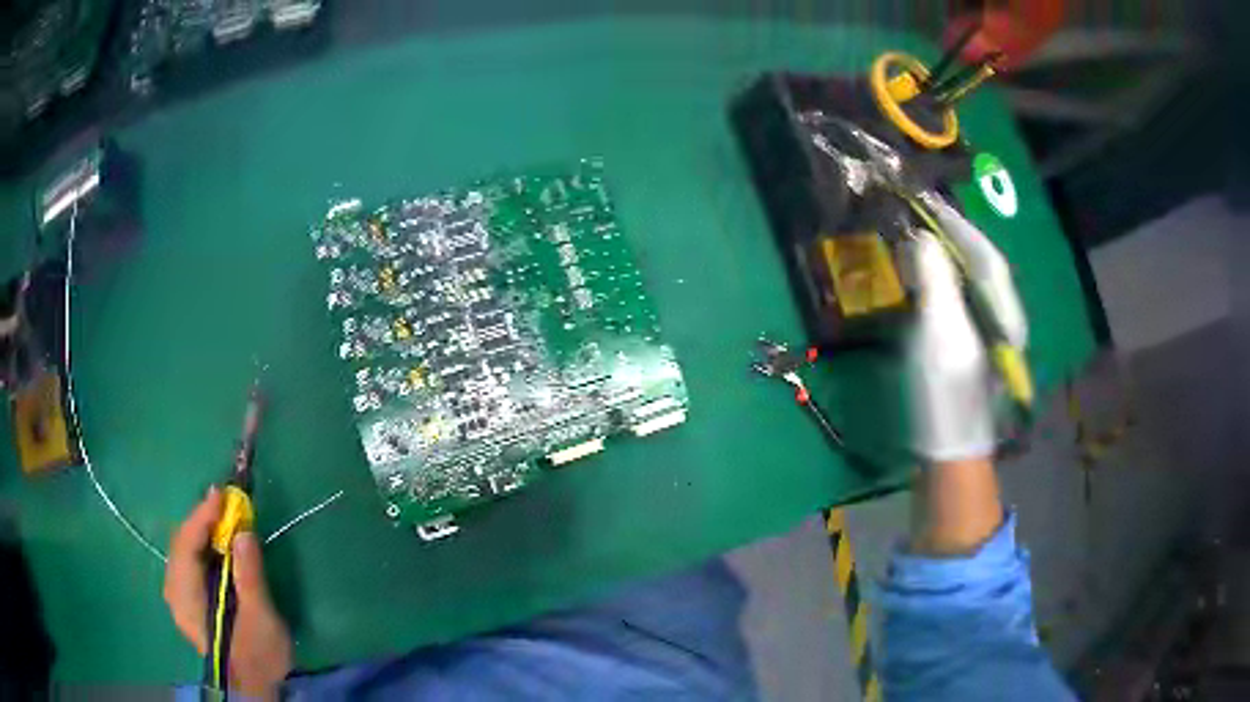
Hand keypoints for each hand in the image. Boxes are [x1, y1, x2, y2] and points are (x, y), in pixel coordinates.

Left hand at [164, 488, 292, 697]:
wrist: (254, 687)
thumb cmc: (257, 655)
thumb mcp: (260, 618)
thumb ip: (249, 575)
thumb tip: (242, 531)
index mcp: (187, 598)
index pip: (186, 545)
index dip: (202, 516)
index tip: (221, 494)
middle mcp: (175, 592)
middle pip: (181, 545)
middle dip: (201, 521)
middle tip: (225, 504)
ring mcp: (179, 598)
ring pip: (183, 553)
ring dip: (201, 533)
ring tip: (222, 519)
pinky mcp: (188, 602)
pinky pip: (188, 563)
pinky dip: (201, 548)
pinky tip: (215, 546)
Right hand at [904, 197, 1027, 462]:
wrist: (949, 454)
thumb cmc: (948, 396)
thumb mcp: (942, 336)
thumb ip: (937, 283)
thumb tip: (924, 238)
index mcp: (1004, 313)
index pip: (986, 255)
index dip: (958, 227)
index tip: (929, 202)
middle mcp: (1001, 319)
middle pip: (979, 267)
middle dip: (951, 238)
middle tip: (918, 217)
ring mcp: (987, 337)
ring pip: (968, 285)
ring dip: (943, 259)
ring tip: (915, 239)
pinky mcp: (969, 351)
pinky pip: (956, 304)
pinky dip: (937, 285)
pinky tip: (920, 282)